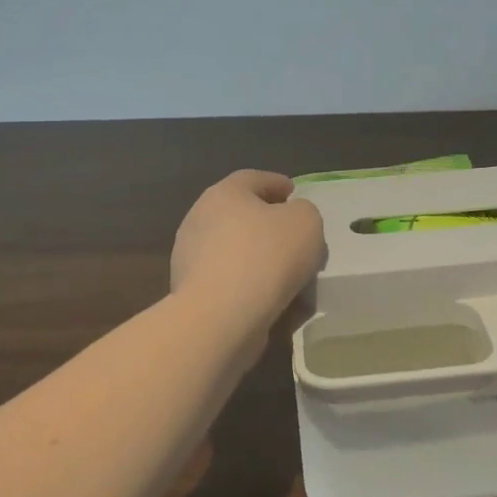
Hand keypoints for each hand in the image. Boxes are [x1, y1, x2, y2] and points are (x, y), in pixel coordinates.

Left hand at [170, 170, 325, 325]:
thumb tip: (291, 219)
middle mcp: (200, 220)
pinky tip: (273, 300)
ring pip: (236, 251)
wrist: (221, 317)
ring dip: (261, 259)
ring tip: (290, 276)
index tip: (294, 193)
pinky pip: (230, 282)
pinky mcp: (191, 294)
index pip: (253, 179)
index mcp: (223, 194)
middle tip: (296, 237)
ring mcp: (190, 258)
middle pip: (241, 215)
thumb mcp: (305, 222)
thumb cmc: (266, 256)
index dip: (277, 183)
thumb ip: (303, 212)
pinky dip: (250, 286)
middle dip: (269, 225)